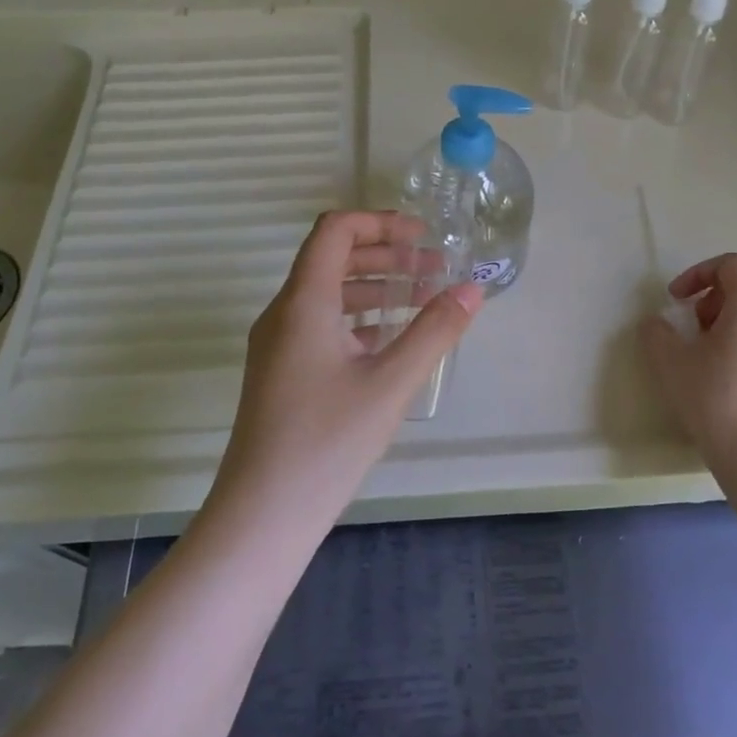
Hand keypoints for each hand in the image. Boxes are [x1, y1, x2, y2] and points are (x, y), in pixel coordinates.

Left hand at [211, 211, 481, 524]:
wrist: (262, 515)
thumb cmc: (327, 442)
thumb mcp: (391, 382)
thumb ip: (436, 330)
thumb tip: (473, 288)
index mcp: (304, 302)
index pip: (335, 231)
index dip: (379, 222)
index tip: (422, 235)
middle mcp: (284, 313)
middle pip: (332, 258)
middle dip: (385, 254)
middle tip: (433, 267)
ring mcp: (277, 344)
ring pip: (328, 293)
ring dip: (375, 287)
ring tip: (421, 299)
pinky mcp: (280, 372)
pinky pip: (321, 324)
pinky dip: (358, 318)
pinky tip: (390, 340)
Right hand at [640, 253, 736, 461]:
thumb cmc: (712, 399)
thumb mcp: (669, 361)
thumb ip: (656, 332)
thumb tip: (658, 323)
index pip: (730, 265)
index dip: (698, 273)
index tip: (676, 299)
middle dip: (727, 287)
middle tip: (703, 315)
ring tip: (715, 343)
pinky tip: (733, 363)